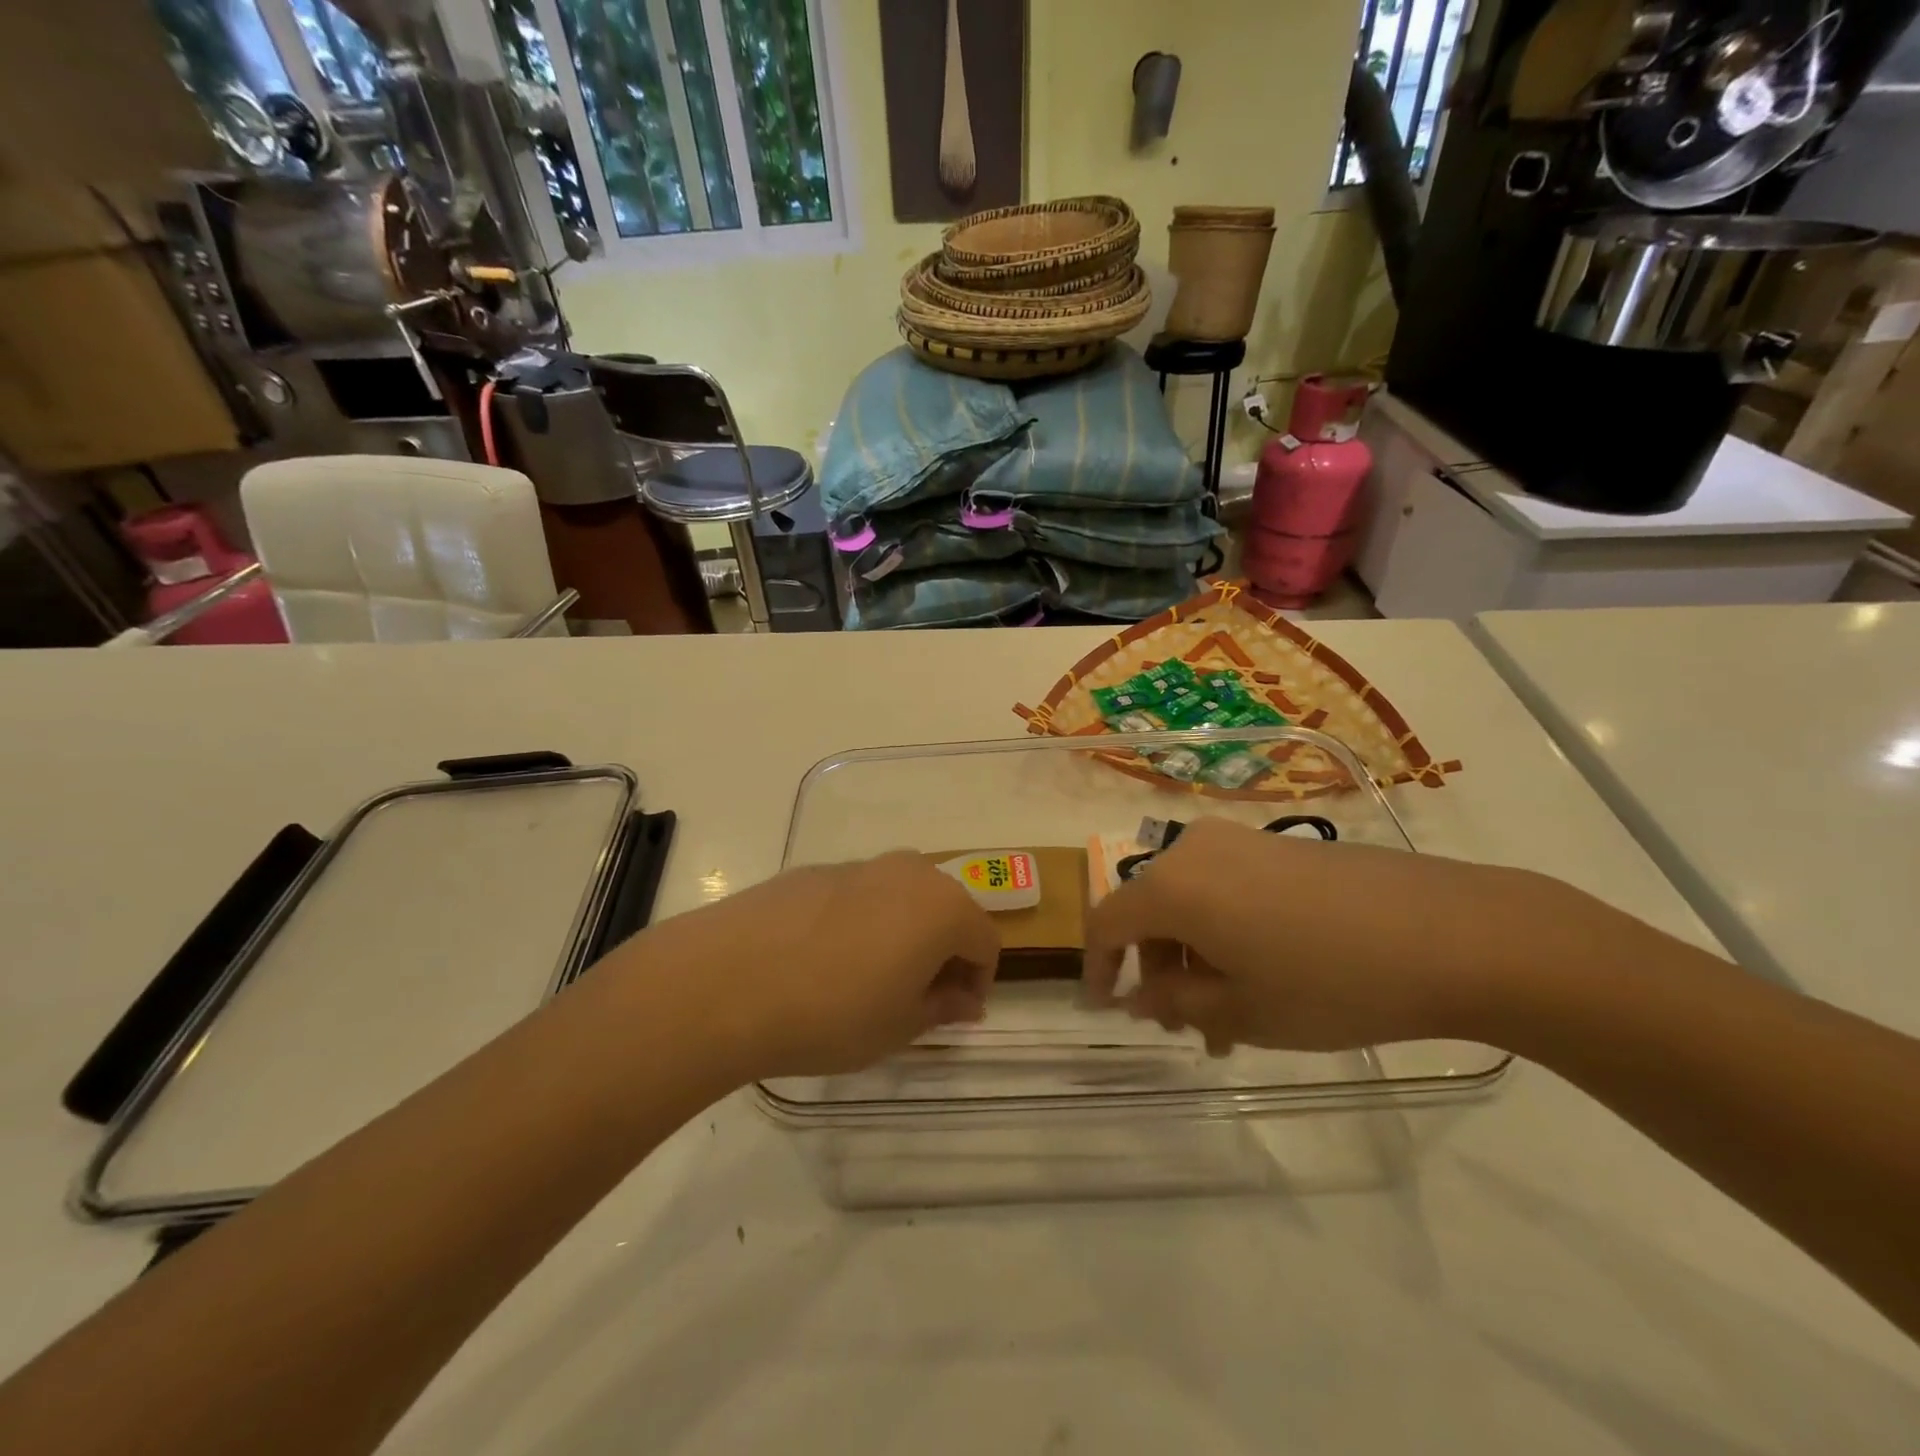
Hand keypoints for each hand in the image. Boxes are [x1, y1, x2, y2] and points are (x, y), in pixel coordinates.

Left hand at [635, 851, 1000, 1080]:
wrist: (726, 981)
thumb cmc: (832, 1013)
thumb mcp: (899, 1027)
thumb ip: (942, 1007)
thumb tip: (964, 999)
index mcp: (942, 907)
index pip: (985, 941)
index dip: (978, 981)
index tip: (955, 1013)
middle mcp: (907, 872)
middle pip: (946, 909)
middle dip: (943, 951)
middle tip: (917, 997)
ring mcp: (856, 866)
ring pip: (900, 897)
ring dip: (901, 933)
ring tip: (869, 979)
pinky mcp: (811, 870)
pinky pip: (856, 894)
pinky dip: (860, 922)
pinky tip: (822, 961)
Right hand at [1083, 817, 1570, 1054]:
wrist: (1450, 932)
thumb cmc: (1329, 981)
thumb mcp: (1241, 1010)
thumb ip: (1175, 1001)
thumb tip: (1140, 995)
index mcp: (1173, 886)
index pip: (1107, 922)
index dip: (1098, 967)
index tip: (1104, 1007)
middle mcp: (1195, 850)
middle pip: (1150, 910)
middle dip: (1158, 970)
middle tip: (1186, 1027)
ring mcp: (1241, 840)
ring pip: (1191, 901)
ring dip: (1195, 955)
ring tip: (1231, 1016)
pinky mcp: (1280, 845)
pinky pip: (1227, 887)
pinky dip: (1226, 930)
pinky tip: (1265, 975)